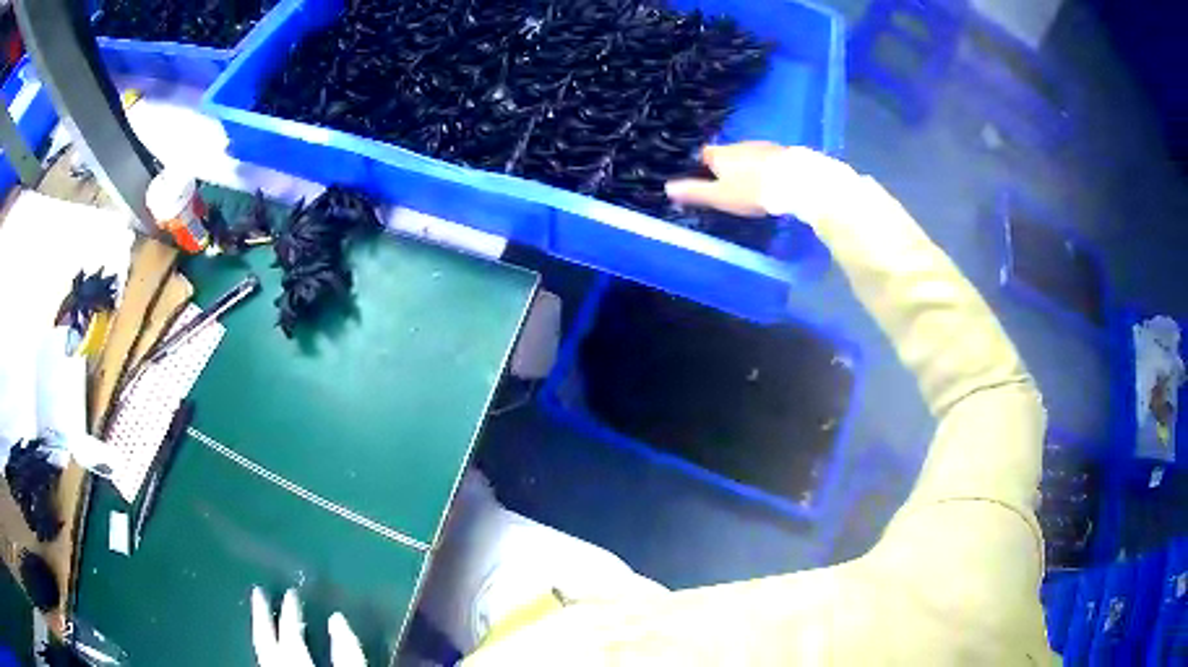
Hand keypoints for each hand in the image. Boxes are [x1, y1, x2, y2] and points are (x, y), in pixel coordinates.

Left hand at [251, 587, 365, 666]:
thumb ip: (347, 648)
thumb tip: (337, 617)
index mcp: (293, 656)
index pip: (288, 630)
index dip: (291, 611)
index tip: (292, 592)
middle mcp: (276, 660)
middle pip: (264, 636)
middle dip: (261, 612)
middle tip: (258, 590)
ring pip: (261, 648)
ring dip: (262, 629)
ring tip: (262, 615)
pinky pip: (264, 658)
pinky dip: (267, 647)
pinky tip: (272, 646)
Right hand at [664, 141, 786, 217]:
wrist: (793, 181)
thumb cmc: (751, 190)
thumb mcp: (719, 196)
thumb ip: (695, 192)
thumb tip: (667, 187)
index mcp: (720, 154)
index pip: (703, 154)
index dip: (701, 165)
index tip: (702, 177)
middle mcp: (738, 145)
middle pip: (727, 154)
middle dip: (726, 166)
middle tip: (728, 186)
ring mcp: (761, 146)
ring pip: (747, 155)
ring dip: (747, 167)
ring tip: (751, 185)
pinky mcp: (781, 152)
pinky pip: (766, 159)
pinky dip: (764, 168)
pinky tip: (769, 181)